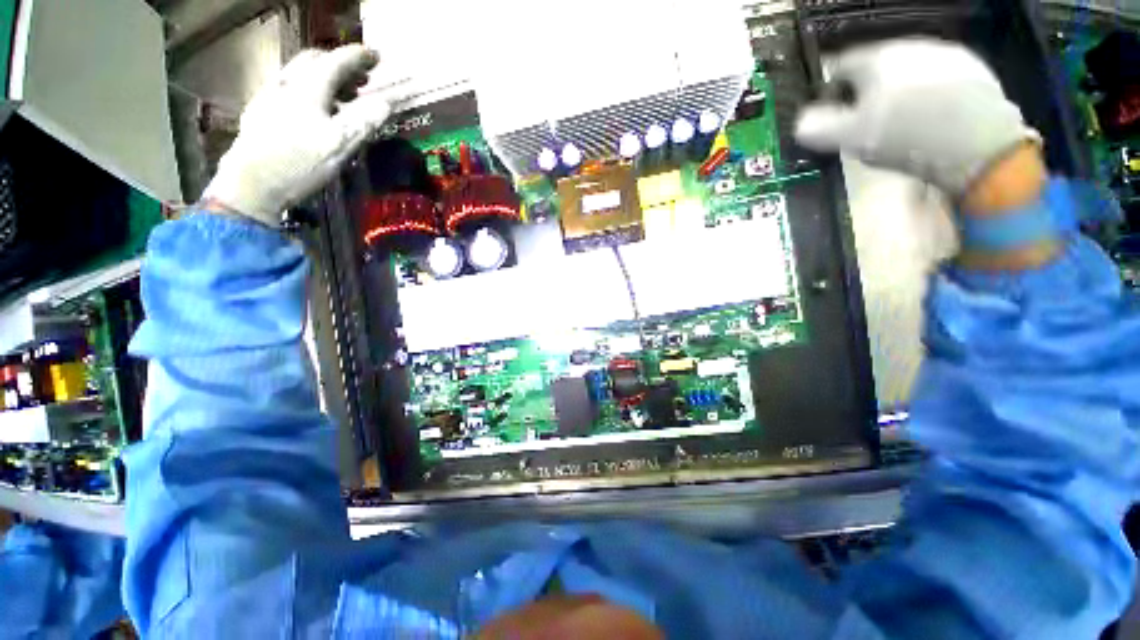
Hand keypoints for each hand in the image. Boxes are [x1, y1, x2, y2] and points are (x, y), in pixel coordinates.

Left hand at [202, 45, 395, 226]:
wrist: (252, 185)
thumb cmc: (300, 163)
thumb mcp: (339, 144)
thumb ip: (364, 121)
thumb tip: (387, 103)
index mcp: (307, 88)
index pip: (336, 61)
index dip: (358, 56)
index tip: (376, 56)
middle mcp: (286, 84)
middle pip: (314, 61)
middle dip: (340, 64)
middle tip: (360, 78)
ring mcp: (269, 97)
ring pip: (299, 74)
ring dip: (323, 77)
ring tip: (342, 95)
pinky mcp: (260, 112)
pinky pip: (288, 89)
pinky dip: (308, 90)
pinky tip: (313, 109)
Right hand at [795, 38, 1038, 198]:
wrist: (980, 145)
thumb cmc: (907, 138)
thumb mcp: (851, 138)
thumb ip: (818, 128)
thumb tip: (800, 123)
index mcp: (876, 59)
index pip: (837, 66)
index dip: (826, 90)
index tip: (826, 113)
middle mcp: (909, 46)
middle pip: (874, 67)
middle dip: (863, 91)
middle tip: (862, 121)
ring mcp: (944, 54)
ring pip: (906, 71)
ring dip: (896, 91)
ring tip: (898, 120)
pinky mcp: (973, 69)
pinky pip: (936, 78)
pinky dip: (926, 93)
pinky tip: (929, 117)